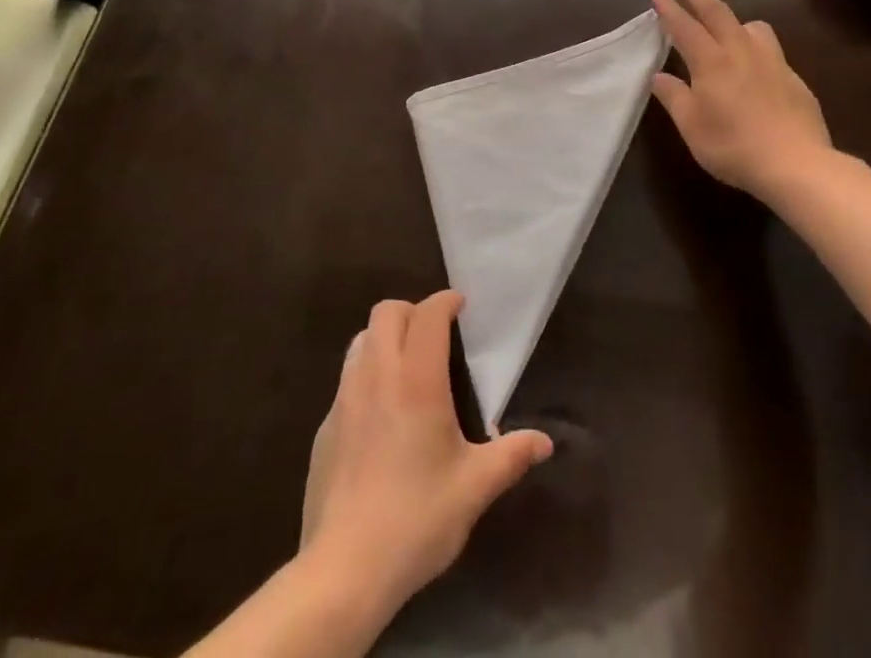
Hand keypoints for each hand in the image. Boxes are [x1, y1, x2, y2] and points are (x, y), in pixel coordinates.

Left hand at [299, 291, 552, 616]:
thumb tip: (545, 442)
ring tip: (407, 366)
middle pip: (387, 312)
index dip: (445, 302)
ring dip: (385, 337)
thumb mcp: (474, 488)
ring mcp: (345, 398)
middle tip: (435, 334)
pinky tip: (380, 415)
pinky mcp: (325, 426)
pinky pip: (346, 378)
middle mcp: (378, 375)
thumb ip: (511, 456)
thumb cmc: (417, 518)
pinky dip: (366, 374)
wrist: (344, 569)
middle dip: (412, 311)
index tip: (460, 307)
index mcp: (417, 379)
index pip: (428, 314)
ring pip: (362, 339)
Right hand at [650, 0, 839, 202]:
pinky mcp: (793, 78)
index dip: (670, 10)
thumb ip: (674, 97)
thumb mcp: (692, 127)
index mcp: (712, 62)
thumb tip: (659, 76)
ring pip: (752, 26)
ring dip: (733, 18)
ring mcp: (772, 62)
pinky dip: (755, 46)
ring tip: (725, 26)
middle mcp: (741, 52)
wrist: (797, 164)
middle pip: (718, 12)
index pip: (685, 27)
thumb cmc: (734, 147)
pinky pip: (770, 50)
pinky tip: (754, 67)